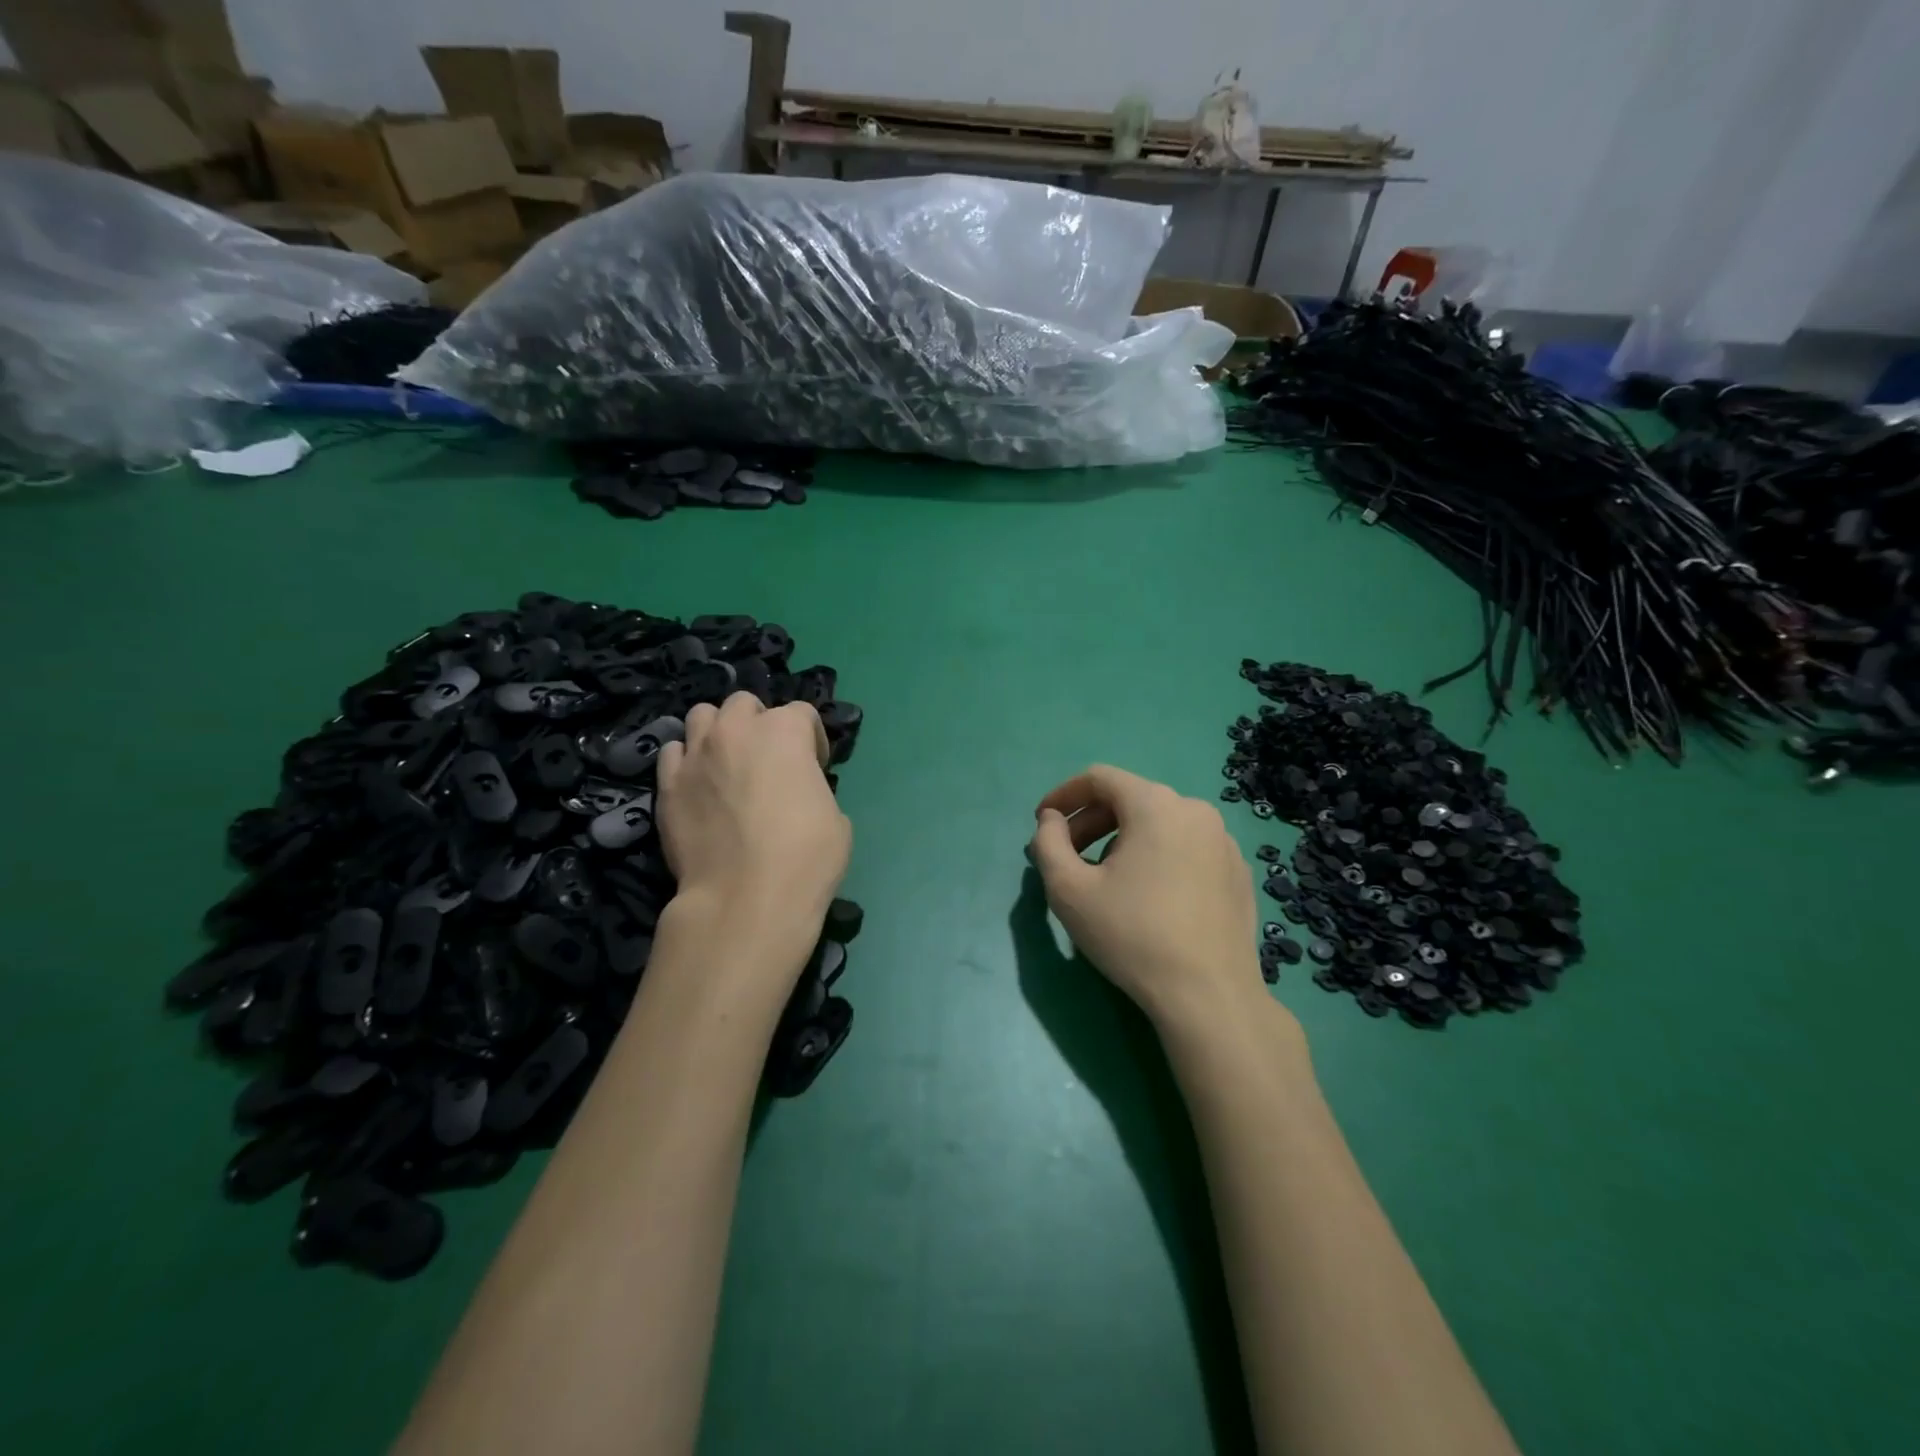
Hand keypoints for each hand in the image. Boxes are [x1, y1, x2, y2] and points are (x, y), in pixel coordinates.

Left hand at [657, 692, 850, 947]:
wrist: (745, 898)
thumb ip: (812, 786)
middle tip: (767, 760)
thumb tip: (797, 790)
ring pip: (702, 715)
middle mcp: (736, 730)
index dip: (812, 740)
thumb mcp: (835, 816)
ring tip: (726, 763)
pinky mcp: (667, 784)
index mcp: (784, 731)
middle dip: (758, 723)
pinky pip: (673, 752)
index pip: (802, 712)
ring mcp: (696, 755)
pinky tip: (698, 785)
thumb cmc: (805, 857)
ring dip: (718, 731)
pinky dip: (687, 760)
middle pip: (745, 704)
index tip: (815, 769)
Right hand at [1027, 765, 1271, 1033]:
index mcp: (1155, 805)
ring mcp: (1224, 841)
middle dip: (1092, 821)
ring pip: (1161, 824)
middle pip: (1131, 799)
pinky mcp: (1238, 872)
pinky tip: (1150, 897)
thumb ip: (1047, 843)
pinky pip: (1188, 848)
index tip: (1043, 821)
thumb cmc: (1132, 935)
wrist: (1209, 996)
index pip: (1100, 778)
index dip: (1064, 795)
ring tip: (1106, 879)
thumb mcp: (1068, 889)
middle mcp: (1195, 810)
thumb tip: (1051, 820)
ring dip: (1124, 840)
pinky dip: (1159, 857)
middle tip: (1067, 856)